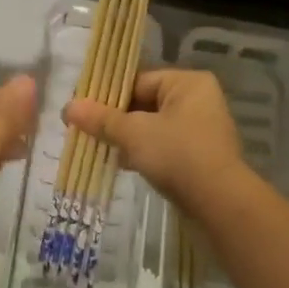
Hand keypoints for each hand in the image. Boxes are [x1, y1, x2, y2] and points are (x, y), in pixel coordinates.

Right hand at [63, 68, 244, 213]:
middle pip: (145, 103)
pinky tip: (121, 164)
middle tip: (86, 128)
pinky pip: (165, 146)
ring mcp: (203, 130)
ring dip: (128, 138)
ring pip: (154, 127)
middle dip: (116, 118)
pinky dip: (144, 153)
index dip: (108, 94)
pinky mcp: (201, 158)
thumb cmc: (178, 155)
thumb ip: (101, 119)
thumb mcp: (134, 133)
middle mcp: (198, 100)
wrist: (222, 207)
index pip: (138, 80)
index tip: (83, 108)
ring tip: (98, 146)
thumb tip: (66, 107)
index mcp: (187, 82)